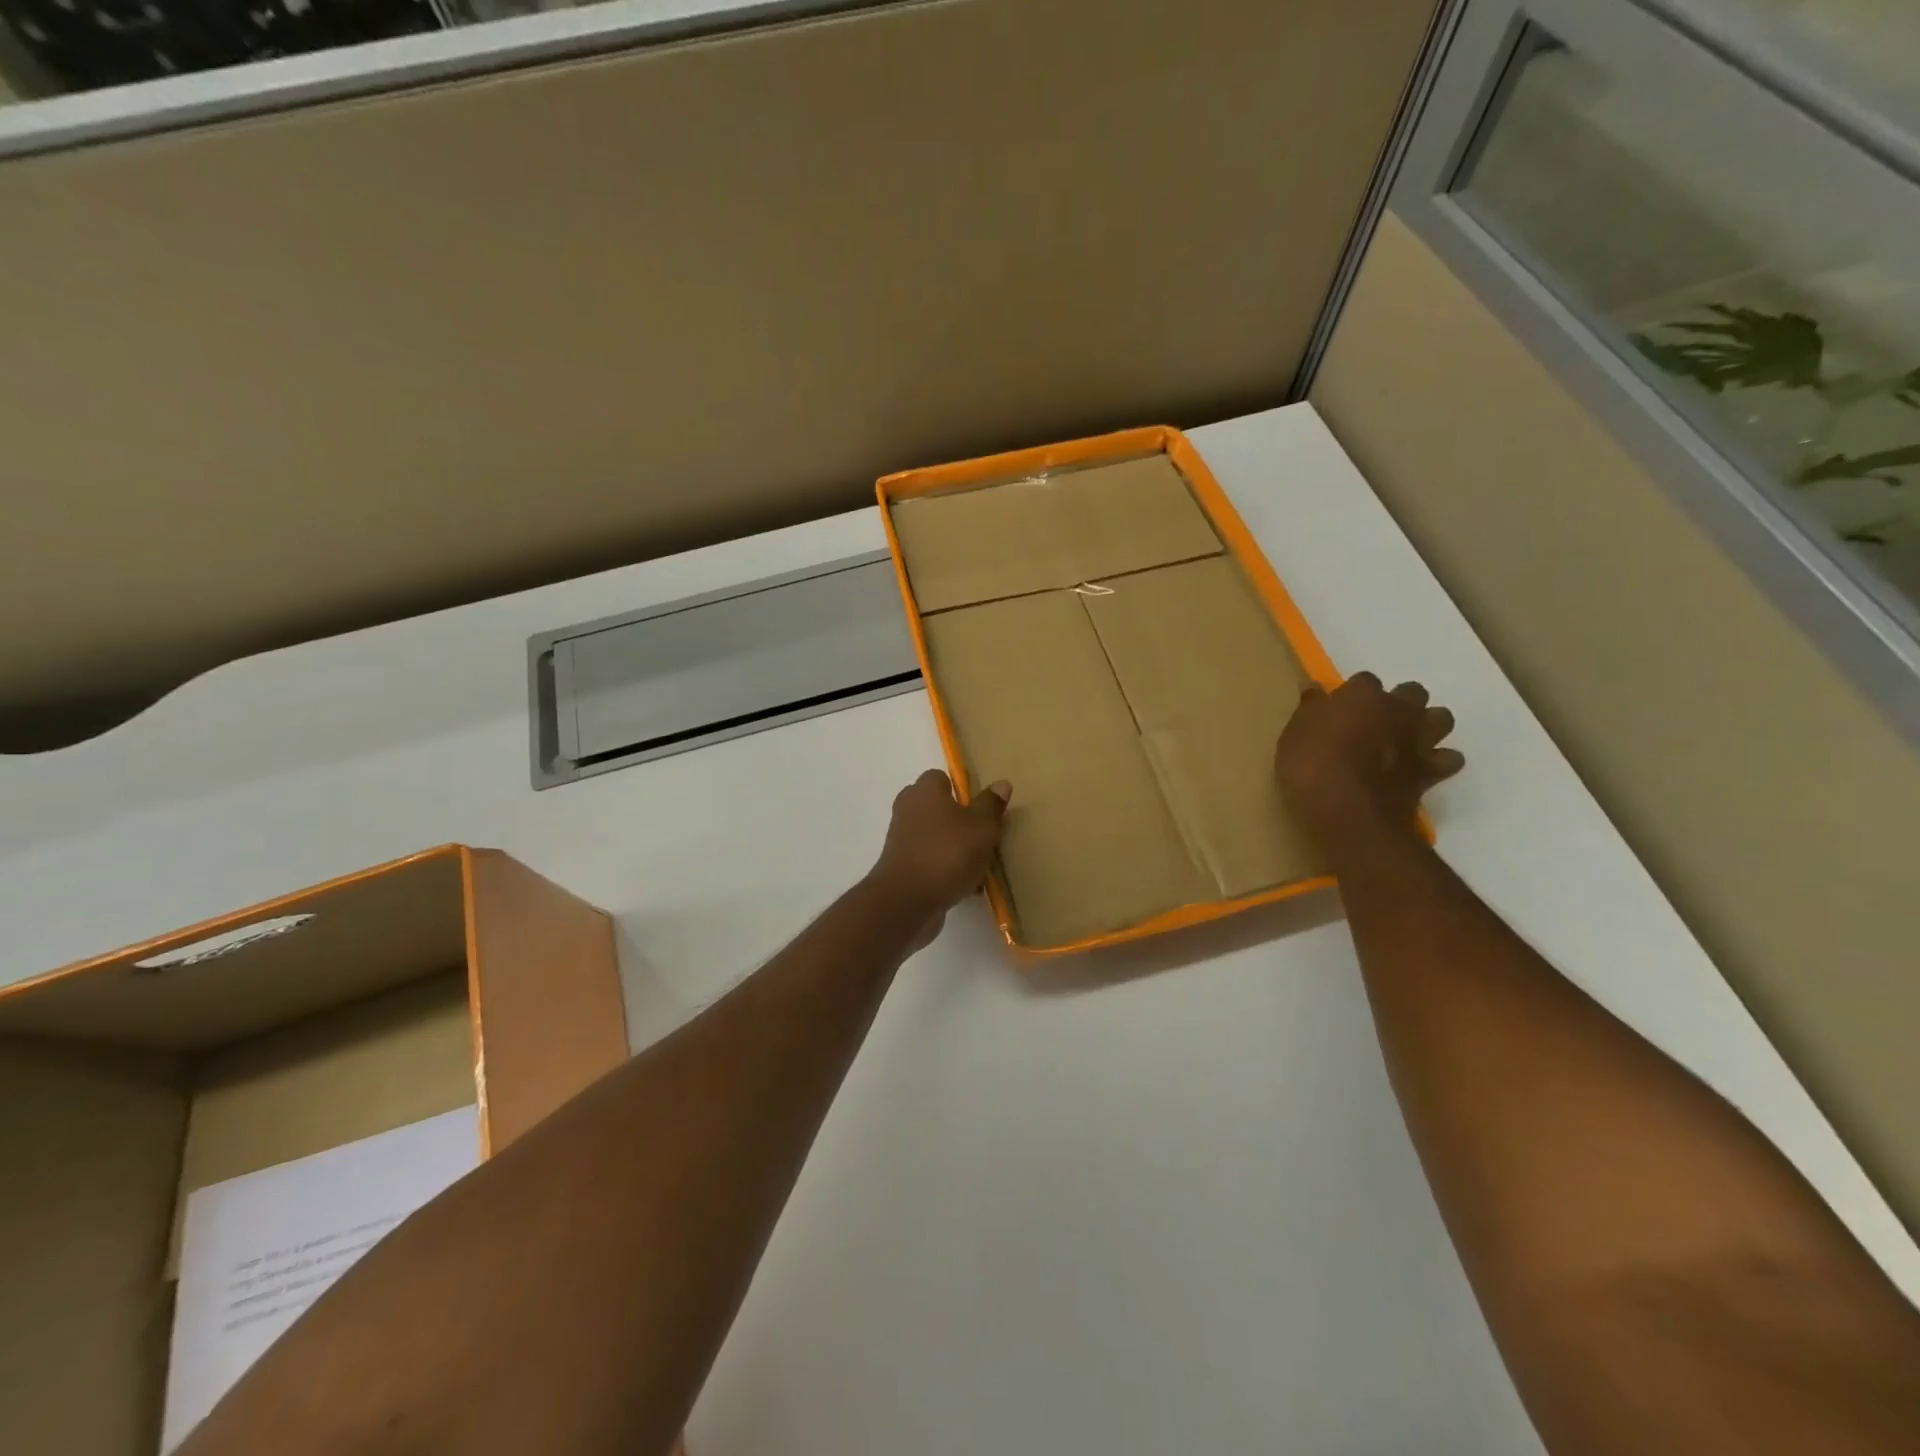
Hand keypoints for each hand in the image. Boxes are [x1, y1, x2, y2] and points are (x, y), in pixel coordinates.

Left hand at [868, 769, 1011, 942]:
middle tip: (985, 835)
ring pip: (936, 837)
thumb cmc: (948, 853)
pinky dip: (947, 870)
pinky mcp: (902, 868)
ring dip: (956, 848)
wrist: (907, 901)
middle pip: (938, 808)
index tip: (983, 807)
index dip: (963, 790)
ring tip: (982, 864)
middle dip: (961, 820)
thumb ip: (991, 805)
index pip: (941, 778)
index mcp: (925, 790)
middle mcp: (909, 809)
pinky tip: (969, 887)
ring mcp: (902, 840)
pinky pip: (931, 861)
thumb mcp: (982, 827)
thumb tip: (1001, 783)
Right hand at [1275, 673, 1463, 846]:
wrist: (1348, 812)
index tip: (1339, 710)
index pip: (1364, 681)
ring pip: (1441, 718)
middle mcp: (1398, 710)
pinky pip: (1449, 759)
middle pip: (1412, 692)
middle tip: (1376, 721)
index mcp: (1362, 695)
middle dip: (1400, 701)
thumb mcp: (1294, 734)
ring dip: (1427, 724)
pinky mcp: (1431, 772)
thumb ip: (1310, 709)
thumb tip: (1313, 686)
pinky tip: (1420, 768)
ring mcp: (1419, 740)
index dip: (1352, 694)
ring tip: (1406, 739)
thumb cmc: (1312, 765)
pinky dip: (1439, 761)